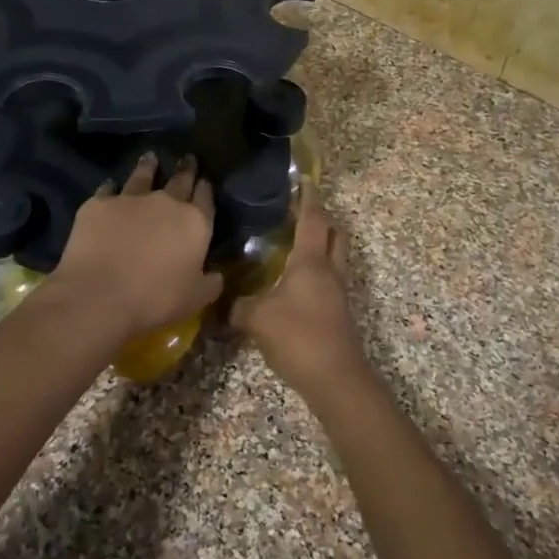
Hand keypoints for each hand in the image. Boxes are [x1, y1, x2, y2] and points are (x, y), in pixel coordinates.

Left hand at [50, 154, 223, 341]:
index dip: (205, 188)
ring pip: (143, 175)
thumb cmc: (155, 299)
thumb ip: (210, 283)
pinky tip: (110, 186)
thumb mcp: (195, 299)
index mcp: (194, 223)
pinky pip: (108, 188)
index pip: (205, 197)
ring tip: (150, 157)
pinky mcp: (99, 203)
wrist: (100, 294)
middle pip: (179, 179)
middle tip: (187, 158)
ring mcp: (130, 198)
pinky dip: (111, 187)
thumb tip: (217, 275)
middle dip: (185, 169)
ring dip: (148, 166)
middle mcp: (166, 202)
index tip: (205, 181)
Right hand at [232, 191, 365, 401]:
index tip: (303, 179)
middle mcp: (329, 270)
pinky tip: (294, 280)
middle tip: (299, 211)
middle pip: (334, 234)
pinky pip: (329, 279)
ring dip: (321, 244)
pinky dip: (317, 270)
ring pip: (335, 257)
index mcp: (311, 261)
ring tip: (294, 243)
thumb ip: (236, 306)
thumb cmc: (298, 336)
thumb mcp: (257, 318)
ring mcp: (338, 293)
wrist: (336, 379)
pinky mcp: (338, 312)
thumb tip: (220, 301)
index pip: (313, 219)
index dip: (308, 198)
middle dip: (321, 218)